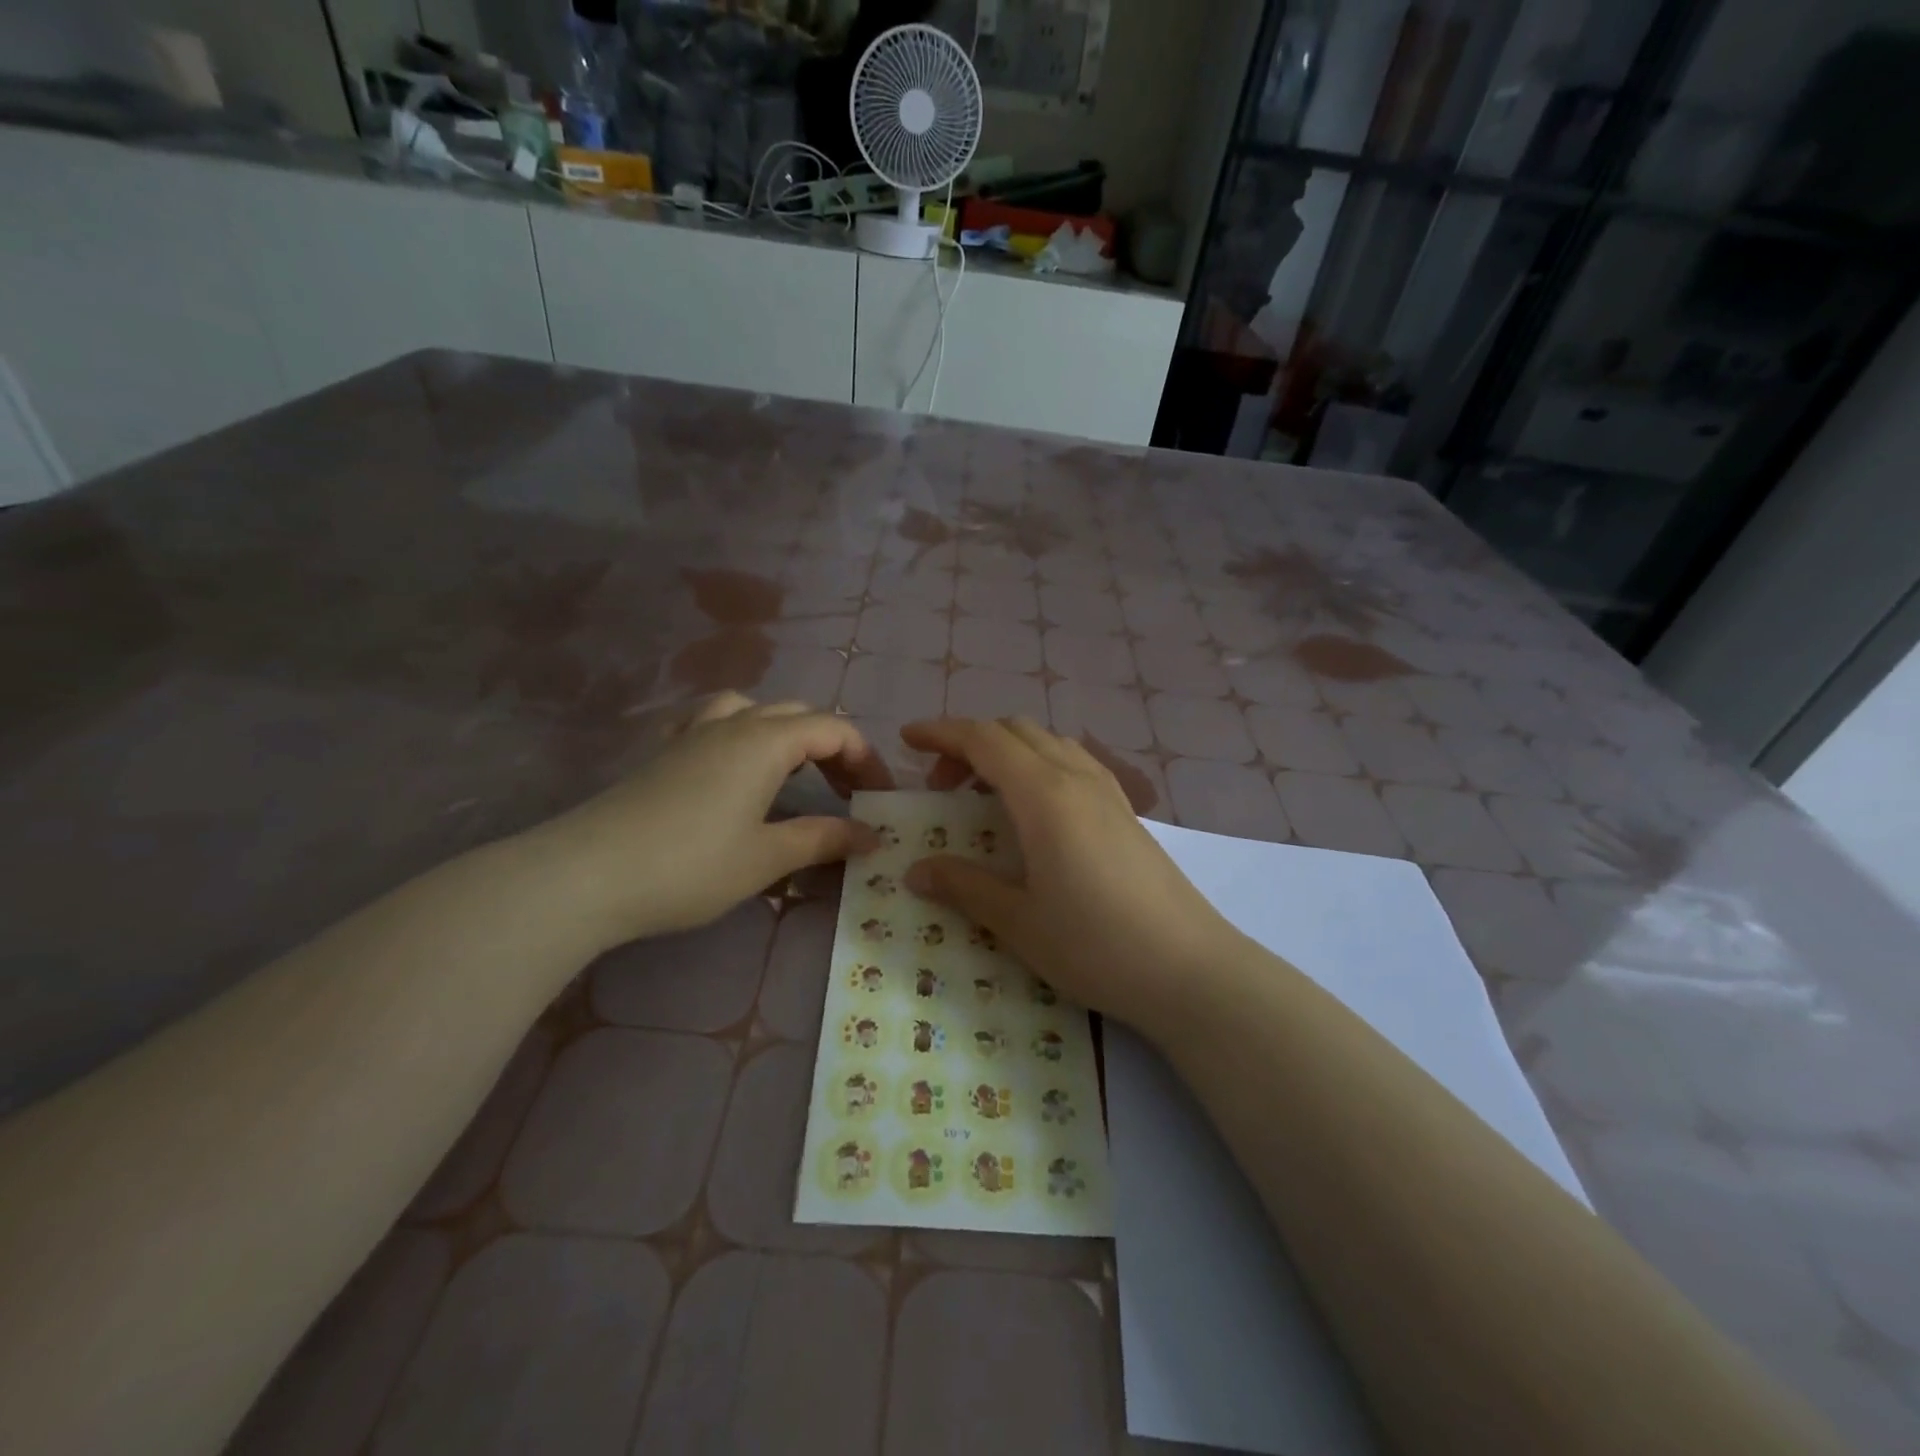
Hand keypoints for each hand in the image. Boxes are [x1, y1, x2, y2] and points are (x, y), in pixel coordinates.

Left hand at [529, 694, 892, 945]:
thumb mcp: (767, 858)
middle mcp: (733, 724)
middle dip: (832, 747)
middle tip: (846, 793)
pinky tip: (730, 759)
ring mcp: (692, 734)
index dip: (865, 759)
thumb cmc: (690, 866)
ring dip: (785, 732)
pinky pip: (710, 720)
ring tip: (794, 770)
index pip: (834, 730)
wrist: (587, 876)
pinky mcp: (663, 752)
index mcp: (765, 742)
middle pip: (798, 715)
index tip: (879, 799)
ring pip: (753, 709)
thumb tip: (872, 835)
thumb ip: (823, 839)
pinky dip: (737, 730)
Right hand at [900, 717, 1242, 1038]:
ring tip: (985, 796)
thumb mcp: (1018, 921)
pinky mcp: (1126, 810)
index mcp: (1044, 794)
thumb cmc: (1094, 944)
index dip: (941, 732)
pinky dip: (1039, 764)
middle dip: (970, 744)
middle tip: (942, 787)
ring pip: (1047, 742)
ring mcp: (1108, 790)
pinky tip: (1036, 810)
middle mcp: (1077, 777)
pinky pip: (1073, 762)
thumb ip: (964, 886)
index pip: (983, 738)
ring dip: (1007, 752)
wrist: (1189, 968)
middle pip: (1014, 730)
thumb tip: (916, 871)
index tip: (907, 739)